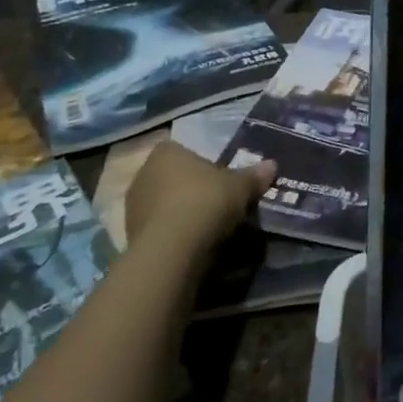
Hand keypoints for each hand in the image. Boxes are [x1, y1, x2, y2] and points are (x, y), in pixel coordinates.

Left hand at [124, 140, 276, 259]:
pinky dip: (172, 235)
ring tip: (206, 229)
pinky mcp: (129, 237)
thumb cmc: (205, 202)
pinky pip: (158, 230)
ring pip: (164, 205)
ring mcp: (133, 206)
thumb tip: (273, 165)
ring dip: (180, 214)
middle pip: (173, 179)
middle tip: (216, 205)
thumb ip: (254, 176)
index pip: (184, 152)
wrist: (171, 249)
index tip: (220, 182)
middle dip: (191, 190)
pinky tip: (191, 246)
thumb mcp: (240, 187)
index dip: (204, 167)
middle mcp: (144, 173)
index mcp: (166, 153)